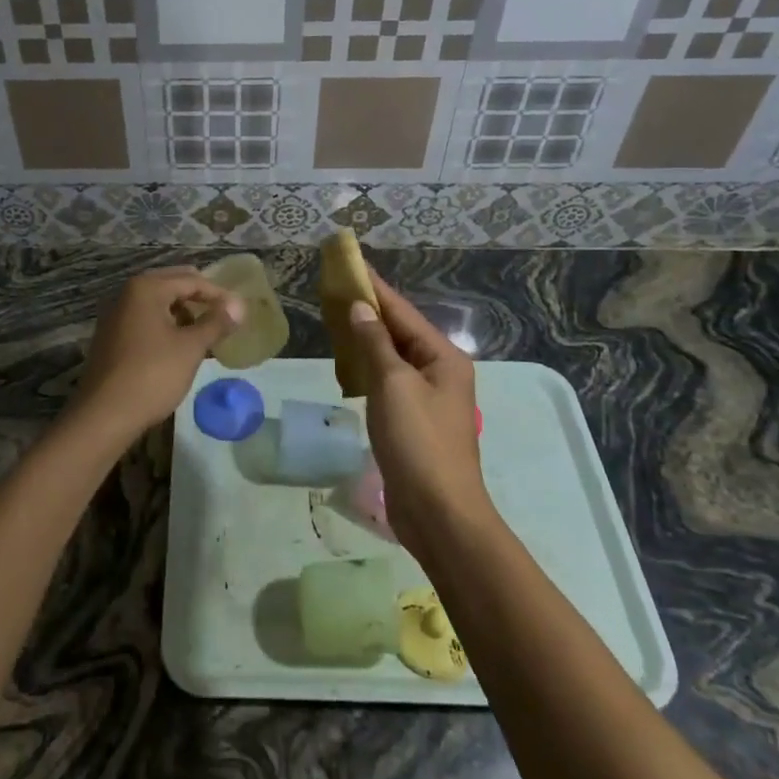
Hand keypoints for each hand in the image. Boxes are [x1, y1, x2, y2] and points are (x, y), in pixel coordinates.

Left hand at [67, 266, 242, 439]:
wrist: (104, 414)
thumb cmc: (152, 374)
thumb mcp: (190, 348)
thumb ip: (216, 323)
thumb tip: (239, 305)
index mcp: (146, 288)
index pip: (190, 280)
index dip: (218, 293)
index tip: (239, 310)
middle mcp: (127, 294)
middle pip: (171, 285)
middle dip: (198, 298)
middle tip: (224, 314)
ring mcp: (115, 316)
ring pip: (157, 304)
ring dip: (182, 313)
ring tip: (205, 332)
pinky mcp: (111, 338)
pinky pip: (145, 321)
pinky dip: (165, 326)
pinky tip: (179, 346)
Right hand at [344, 272, 494, 555]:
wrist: (438, 513)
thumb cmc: (418, 442)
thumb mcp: (393, 385)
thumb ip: (375, 343)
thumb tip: (361, 308)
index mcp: (443, 357)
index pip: (402, 312)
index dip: (375, 288)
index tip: (350, 265)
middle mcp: (440, 372)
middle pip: (399, 332)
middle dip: (368, 311)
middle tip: (334, 291)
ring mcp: (428, 398)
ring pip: (392, 357)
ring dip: (366, 339)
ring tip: (336, 319)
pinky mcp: (414, 421)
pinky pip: (388, 382)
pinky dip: (368, 368)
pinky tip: (348, 364)